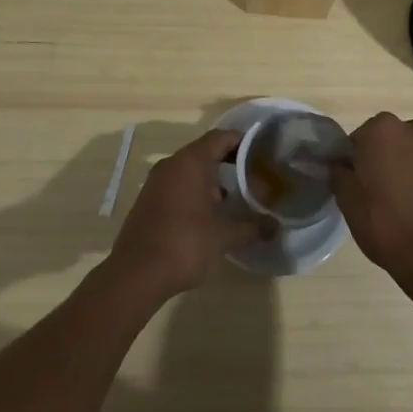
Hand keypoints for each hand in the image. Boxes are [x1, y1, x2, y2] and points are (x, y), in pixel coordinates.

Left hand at [109, 128, 268, 300]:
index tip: (261, 150)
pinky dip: (193, 190)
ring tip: (232, 197)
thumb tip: (276, 226)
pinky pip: (176, 184)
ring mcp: (156, 181)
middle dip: (228, 161)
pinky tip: (206, 214)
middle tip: (251, 174)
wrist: (137, 274)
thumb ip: (252, 227)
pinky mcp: (147, 199)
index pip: (220, 137)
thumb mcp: (225, 236)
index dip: (242, 141)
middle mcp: (172, 164)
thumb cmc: (185, 244)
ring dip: (210, 178)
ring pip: (189, 168)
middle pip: (204, 150)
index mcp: (191, 162)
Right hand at [330, 113, 412, 291]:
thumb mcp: (346, 199)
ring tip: (409, 192)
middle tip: (380, 187)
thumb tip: (341, 163)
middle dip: (386, 155)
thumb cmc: (381, 222)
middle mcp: (411, 129)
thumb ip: (339, 172)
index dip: (357, 159)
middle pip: (391, 137)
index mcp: (380, 129)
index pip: (361, 137)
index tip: (357, 181)